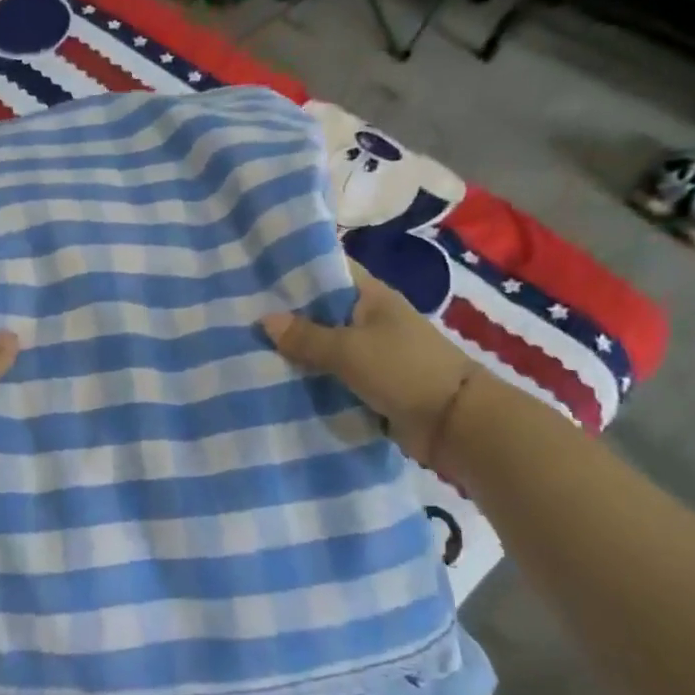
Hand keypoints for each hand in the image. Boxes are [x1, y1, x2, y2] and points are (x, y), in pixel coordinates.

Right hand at [262, 261, 476, 462]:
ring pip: (324, 347)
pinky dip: (310, 379)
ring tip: (247, 348)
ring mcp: (371, 353)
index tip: (257, 272)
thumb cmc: (403, 370)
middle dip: (286, 316)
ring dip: (296, 352)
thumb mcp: (349, 350)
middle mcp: (370, 320)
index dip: (296, 269)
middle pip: (321, 311)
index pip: (330, 270)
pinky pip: (332, 377)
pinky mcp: (370, 385)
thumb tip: (264, 319)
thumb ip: (306, 336)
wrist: (455, 424)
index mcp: (372, 297)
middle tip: (240, 314)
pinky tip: (275, 380)